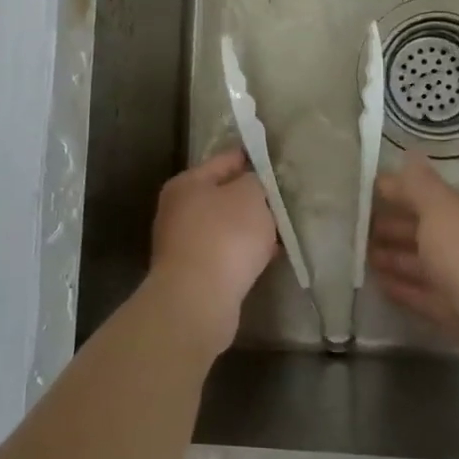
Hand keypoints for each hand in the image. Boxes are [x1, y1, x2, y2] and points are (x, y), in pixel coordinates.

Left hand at [148, 149, 278, 355]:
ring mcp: (181, 244)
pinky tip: (265, 257)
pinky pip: (224, 253)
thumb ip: (255, 182)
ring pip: (224, 226)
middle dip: (250, 198)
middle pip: (221, 195)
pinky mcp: (191, 273)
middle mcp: (177, 210)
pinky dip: (242, 252)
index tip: (272, 159)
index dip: (250, 158)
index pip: (224, 160)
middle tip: (280, 198)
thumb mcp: (250, 196)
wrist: (198, 300)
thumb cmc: (225, 236)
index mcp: (186, 183)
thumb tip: (251, 185)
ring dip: (248, 228)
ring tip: (278, 230)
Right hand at [367, 154, 458, 375]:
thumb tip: (409, 154)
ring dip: (392, 258)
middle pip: (420, 230)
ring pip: (420, 263)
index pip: (421, 195)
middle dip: (389, 226)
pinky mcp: (455, 312)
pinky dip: (402, 288)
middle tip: (354, 230)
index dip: (393, 193)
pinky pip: (422, 295)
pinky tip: (381, 286)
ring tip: (361, 258)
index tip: (360, 194)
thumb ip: (420, 186)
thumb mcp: (442, 212)